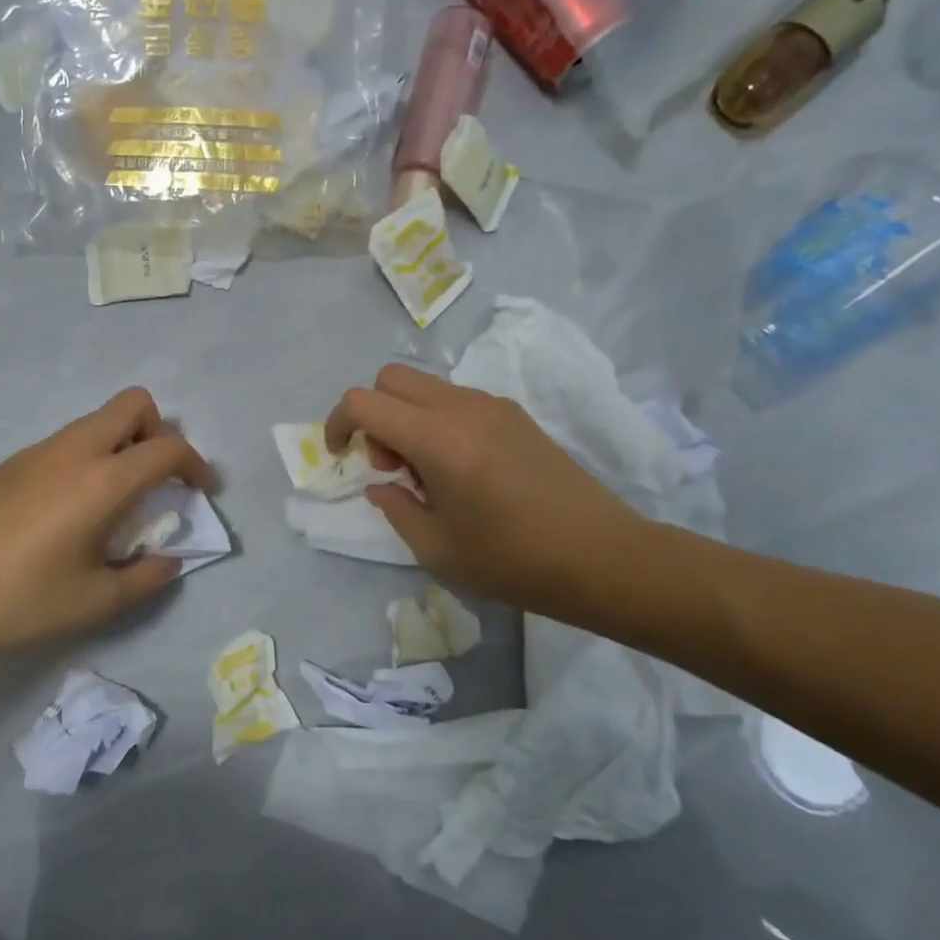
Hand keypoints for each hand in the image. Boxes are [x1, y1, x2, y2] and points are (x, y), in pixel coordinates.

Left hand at [0, 388, 214, 670]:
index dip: (196, 465)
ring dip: (122, 445)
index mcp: (102, 481)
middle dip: (159, 432)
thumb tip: (169, 561)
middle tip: (157, 480)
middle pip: (133, 404)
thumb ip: (146, 578)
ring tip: (116, 501)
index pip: (168, 448)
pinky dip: (89, 457)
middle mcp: (73, 451)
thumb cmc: (19, 602)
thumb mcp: (95, 602)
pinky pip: (67, 441)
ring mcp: (37, 451)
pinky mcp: (10, 463)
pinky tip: (70, 510)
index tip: (200, 492)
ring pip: (97, 420)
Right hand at [324, 365, 651, 621]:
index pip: (364, 401)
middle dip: (374, 414)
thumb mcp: (436, 549)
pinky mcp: (515, 414)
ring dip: (407, 417)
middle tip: (391, 465)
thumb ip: (395, 508)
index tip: (341, 456)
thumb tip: (381, 486)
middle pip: (392, 378)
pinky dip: (438, 420)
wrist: (601, 556)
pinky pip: (457, 400)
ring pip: (425, 386)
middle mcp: (463, 407)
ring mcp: (493, 405)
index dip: (338, 423)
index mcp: (438, 439)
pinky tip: (461, 469)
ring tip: (428, 474)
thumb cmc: (513, 560)